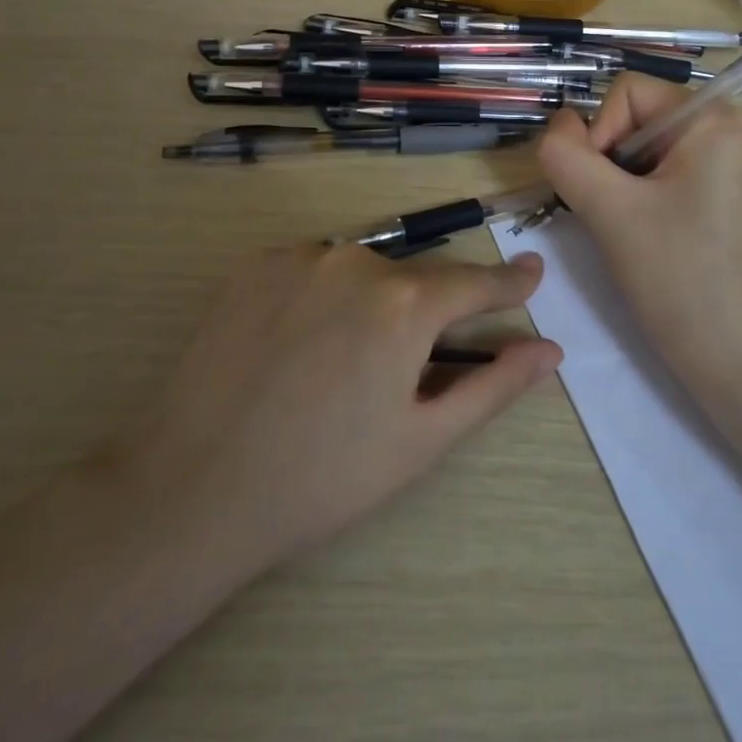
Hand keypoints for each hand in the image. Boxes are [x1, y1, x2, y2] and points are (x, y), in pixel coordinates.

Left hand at [123, 243, 560, 579]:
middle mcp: (357, 261)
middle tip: (397, 373)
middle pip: (414, 280)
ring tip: (335, 367)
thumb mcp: (420, 440)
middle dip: (421, 315)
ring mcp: (302, 256)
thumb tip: (549, 351)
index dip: (508, 282)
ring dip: (368, 304)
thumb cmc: (321, 477)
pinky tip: (295, 344)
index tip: (533, 270)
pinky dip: (321, 295)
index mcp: (405, 305)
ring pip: (361, 272)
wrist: (192, 485)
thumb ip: (492, 386)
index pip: (475, 282)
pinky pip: (313, 268)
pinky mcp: (257, 262)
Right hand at [537, 74, 741, 410]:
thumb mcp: (610, 211)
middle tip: (611, 216)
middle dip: (607, 162)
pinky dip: (638, 201)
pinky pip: (663, 178)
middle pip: (635, 119)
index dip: (598, 133)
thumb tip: (556, 126)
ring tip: (628, 233)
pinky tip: (644, 241)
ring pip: (642, 153)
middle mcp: (726, 133)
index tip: (600, 191)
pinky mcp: (721, 202)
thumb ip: (567, 156)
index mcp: (712, 120)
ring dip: (618, 186)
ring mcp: (727, 170)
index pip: (626, 92)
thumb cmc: (681, 280)